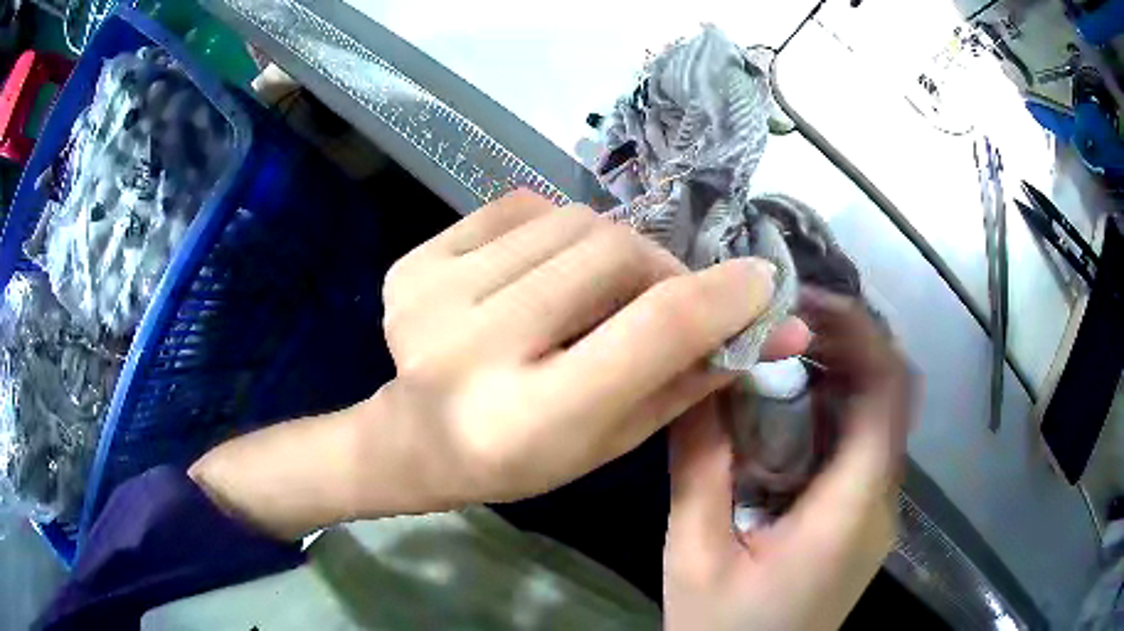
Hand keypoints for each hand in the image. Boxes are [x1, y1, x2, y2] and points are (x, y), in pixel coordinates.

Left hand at [190, 189, 806, 539]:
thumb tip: (781, 327)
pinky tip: (539, 272)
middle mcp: (474, 349)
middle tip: (665, 294)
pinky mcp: (411, 265)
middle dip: (660, 267)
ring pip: (570, 220)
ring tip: (596, 290)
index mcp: (532, 417)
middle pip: (613, 252)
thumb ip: (696, 376)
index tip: (761, 281)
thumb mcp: (617, 436)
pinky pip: (518, 207)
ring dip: (608, 247)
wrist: (416, 441)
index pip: (655, 328)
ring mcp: (432, 297)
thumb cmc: (524, 457)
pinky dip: (552, 229)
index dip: (723, 295)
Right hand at [664, 290, 914, 630]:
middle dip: (842, 343)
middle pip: (889, 392)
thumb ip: (697, 468)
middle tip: (777, 323)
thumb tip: (694, 382)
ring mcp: (876, 512)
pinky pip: (859, 447)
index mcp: (852, 508)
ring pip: (876, 416)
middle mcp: (881, 500)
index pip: (890, 389)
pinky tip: (779, 418)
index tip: (800, 304)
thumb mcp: (693, 555)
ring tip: (773, 358)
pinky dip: (827, 414)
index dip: (859, 330)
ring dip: (833, 376)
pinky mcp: (861, 521)